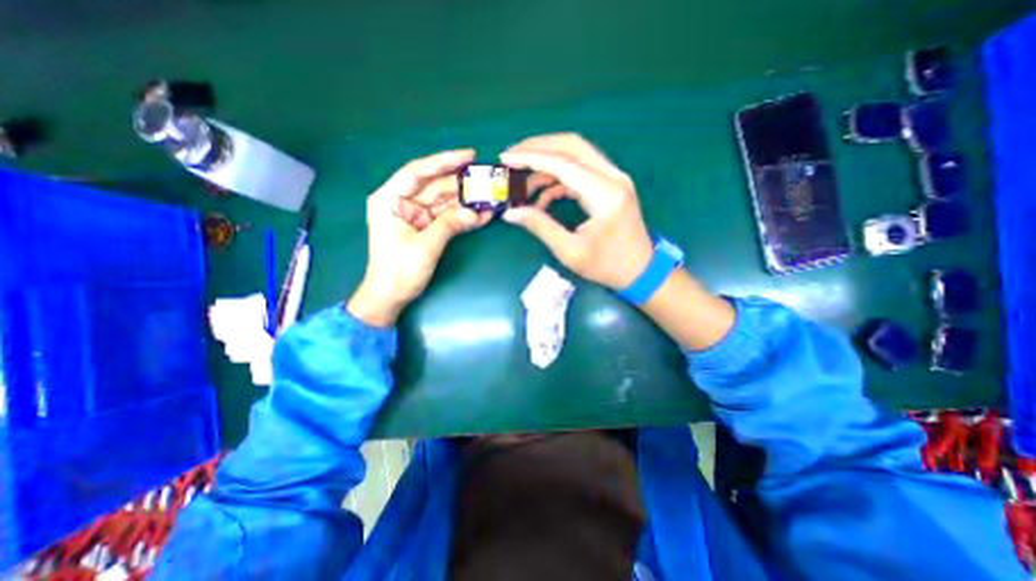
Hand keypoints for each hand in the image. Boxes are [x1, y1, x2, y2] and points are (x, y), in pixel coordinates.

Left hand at [347, 147, 491, 325]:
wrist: (391, 296)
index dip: (443, 162)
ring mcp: (416, 216)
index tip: (468, 156)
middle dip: (460, 183)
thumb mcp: (424, 246)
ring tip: (490, 196)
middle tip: (486, 178)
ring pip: (444, 202)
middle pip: (434, 186)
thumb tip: (478, 213)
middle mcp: (402, 203)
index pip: (417, 172)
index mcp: (390, 200)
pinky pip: (447, 217)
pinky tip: (482, 215)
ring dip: (466, 201)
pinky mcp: (426, 227)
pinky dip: (463, 217)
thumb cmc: (399, 271)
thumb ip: (450, 225)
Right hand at [498, 134, 649, 290]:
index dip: (531, 157)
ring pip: (576, 155)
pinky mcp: (610, 185)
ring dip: (547, 162)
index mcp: (605, 194)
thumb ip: (540, 227)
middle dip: (538, 147)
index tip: (505, 157)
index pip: (563, 163)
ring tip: (522, 181)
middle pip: (572, 146)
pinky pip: (580, 172)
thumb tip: (511, 212)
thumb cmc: (607, 266)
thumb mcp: (570, 251)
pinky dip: (558, 178)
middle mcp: (613, 177)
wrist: (641, 271)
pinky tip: (541, 197)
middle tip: (512, 157)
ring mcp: (614, 179)